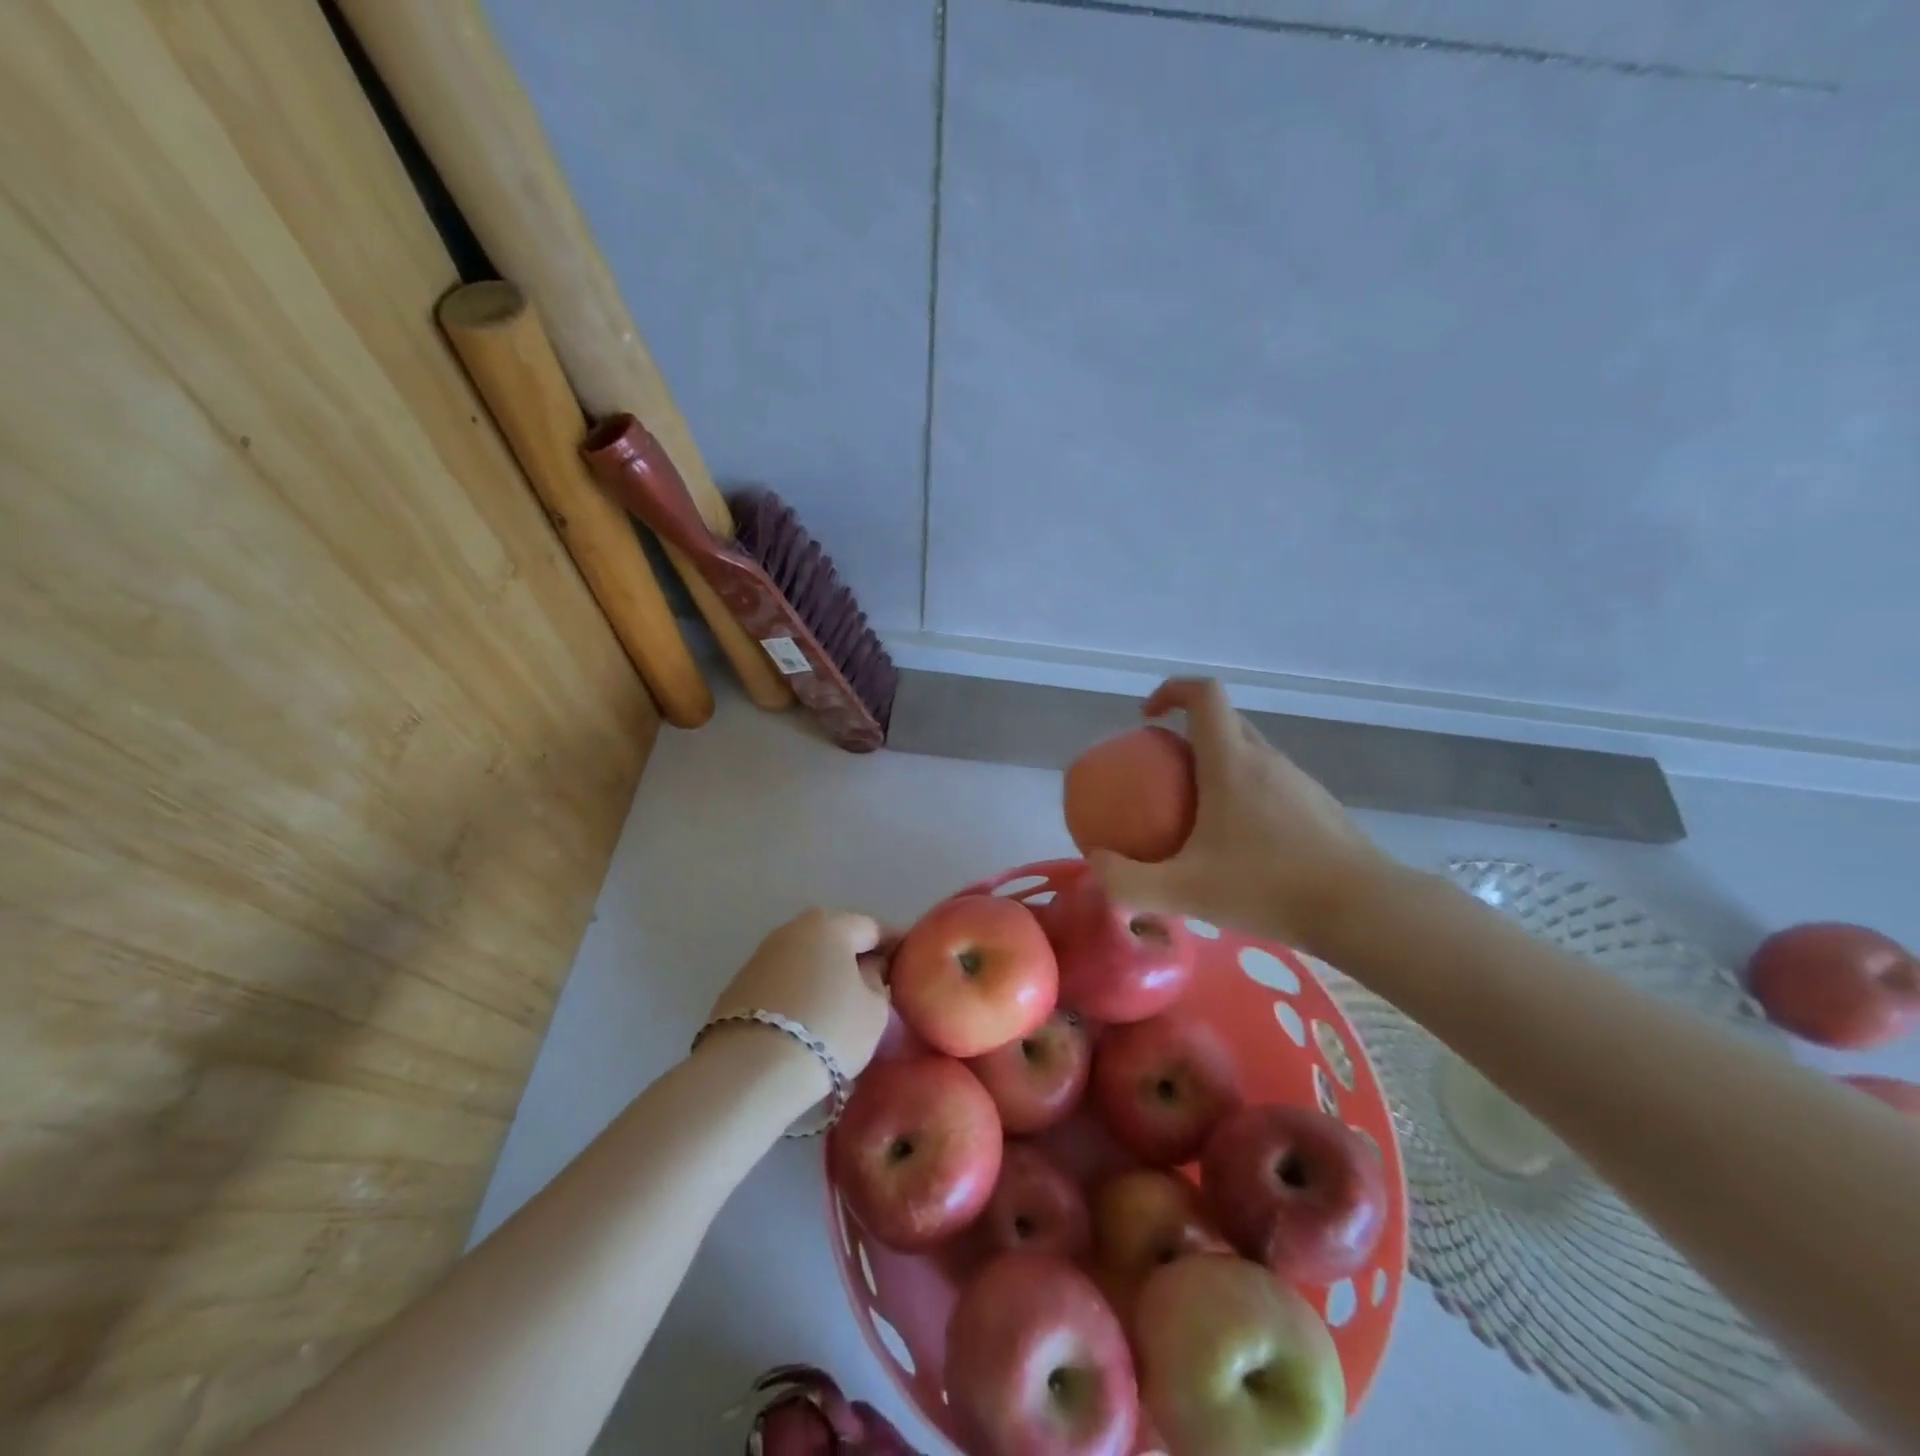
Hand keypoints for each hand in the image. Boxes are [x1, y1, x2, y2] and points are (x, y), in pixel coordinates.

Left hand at [706, 910, 893, 1093]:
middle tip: (874, 989)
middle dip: (855, 959)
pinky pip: (783, 982)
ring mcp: (761, 955)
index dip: (894, 947)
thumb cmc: (828, 1030)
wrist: (750, 1070)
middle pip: (835, 939)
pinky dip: (798, 994)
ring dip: (823, 976)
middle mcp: (793, 929)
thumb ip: (878, 981)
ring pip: (806, 960)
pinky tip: (806, 1021)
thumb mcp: (874, 1010)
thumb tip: (868, 970)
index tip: (906, 968)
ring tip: (838, 1008)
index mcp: (831, 924)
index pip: (873, 928)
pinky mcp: (738, 985)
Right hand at [1089, 679, 1392, 951]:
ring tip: (1196, 814)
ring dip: (1217, 764)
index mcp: (1232, 763)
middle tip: (1163, 774)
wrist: (1364, 910)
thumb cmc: (1269, 888)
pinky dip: (1244, 792)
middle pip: (1224, 721)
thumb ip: (1128, 882)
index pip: (1204, 694)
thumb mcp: (1185, 891)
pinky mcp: (1318, 806)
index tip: (1147, 718)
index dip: (1171, 691)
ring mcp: (1298, 781)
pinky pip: (1270, 781)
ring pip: (1249, 752)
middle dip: (1188, 733)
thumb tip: (1095, 865)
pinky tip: (1240, 845)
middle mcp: (1266, 759)